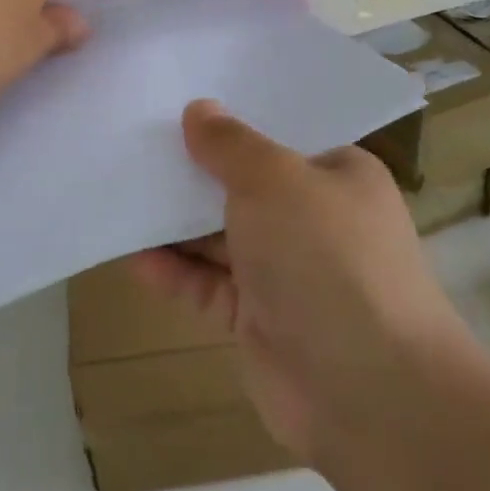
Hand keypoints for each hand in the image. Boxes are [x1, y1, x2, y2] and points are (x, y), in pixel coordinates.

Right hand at [131, 101, 468, 464]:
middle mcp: (315, 219)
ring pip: (222, 236)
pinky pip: (209, 285)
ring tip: (122, 193)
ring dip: (177, 222)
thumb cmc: (325, 255)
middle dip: (196, 169)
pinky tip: (134, 257)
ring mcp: (287, 271)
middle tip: (136, 142)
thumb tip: (199, 109)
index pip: (281, 136)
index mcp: (338, 175)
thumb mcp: (274, 179)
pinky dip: (175, 272)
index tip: (180, 101)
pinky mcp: (260, 318)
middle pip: (245, 184)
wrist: (367, 389)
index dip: (233, 120)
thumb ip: (230, 144)